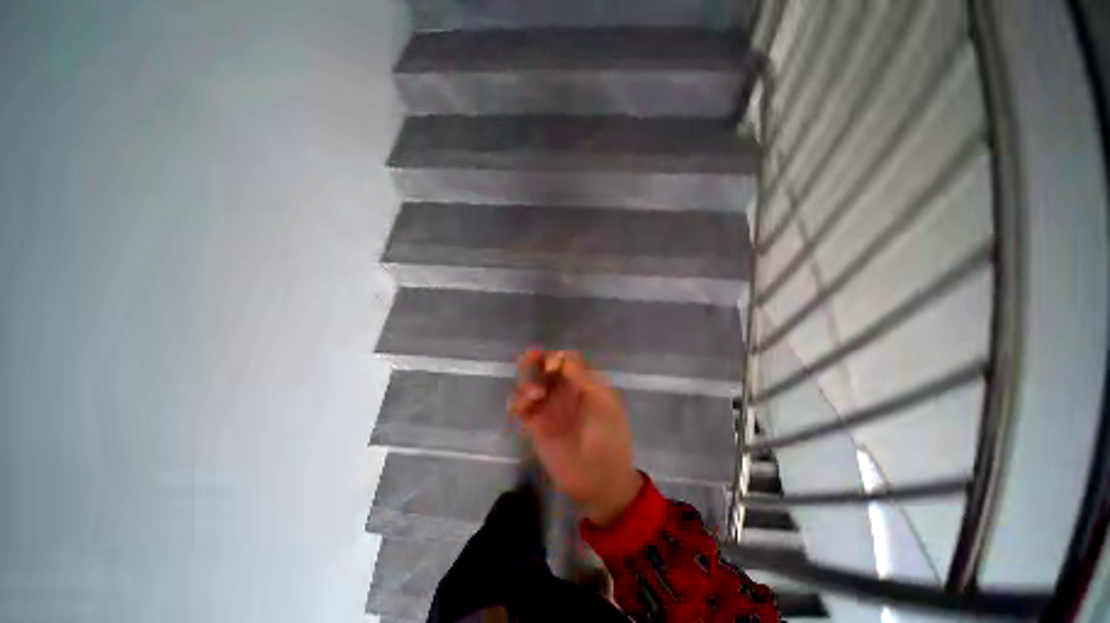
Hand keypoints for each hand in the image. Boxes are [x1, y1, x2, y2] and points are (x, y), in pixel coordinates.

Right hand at [509, 350, 642, 524]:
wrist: (599, 480)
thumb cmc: (608, 438)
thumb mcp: (604, 403)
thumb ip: (584, 378)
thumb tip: (564, 356)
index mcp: (583, 383)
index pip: (566, 359)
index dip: (557, 357)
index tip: (553, 367)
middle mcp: (564, 391)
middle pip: (544, 365)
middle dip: (535, 360)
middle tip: (528, 360)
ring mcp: (548, 407)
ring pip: (529, 382)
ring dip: (526, 380)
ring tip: (534, 395)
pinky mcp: (534, 425)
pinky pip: (519, 406)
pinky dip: (515, 401)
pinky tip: (520, 408)